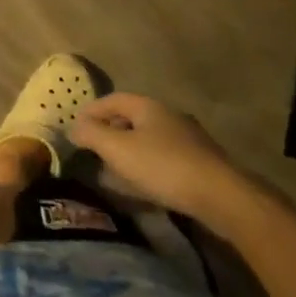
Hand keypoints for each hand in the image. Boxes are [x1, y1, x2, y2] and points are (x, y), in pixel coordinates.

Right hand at [70, 94, 245, 220]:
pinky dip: (147, 166)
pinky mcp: (200, 164)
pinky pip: (164, 158)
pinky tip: (142, 185)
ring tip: (113, 171)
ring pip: (148, 140)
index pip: (111, 100)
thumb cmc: (163, 166)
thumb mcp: (118, 149)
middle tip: (92, 149)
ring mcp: (187, 139)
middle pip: (131, 118)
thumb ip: (92, 134)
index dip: (91, 111)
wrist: (222, 197)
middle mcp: (168, 116)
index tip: (75, 128)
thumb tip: (73, 127)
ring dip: (129, 152)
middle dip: (109, 132)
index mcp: (147, 106)